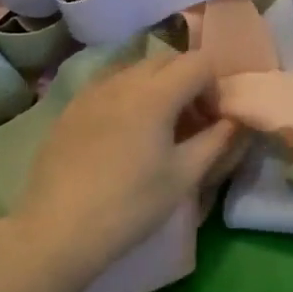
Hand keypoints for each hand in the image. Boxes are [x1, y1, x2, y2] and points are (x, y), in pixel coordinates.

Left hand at [11, 53, 243, 289]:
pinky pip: (110, 85)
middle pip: (168, 60)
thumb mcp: (184, 176)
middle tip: (192, 124)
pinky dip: (129, 97)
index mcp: (155, 92)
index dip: (215, 86)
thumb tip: (235, 120)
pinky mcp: (71, 107)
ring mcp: (92, 91)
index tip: (213, 121)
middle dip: (189, 83)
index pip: (199, 62)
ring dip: (159, 87)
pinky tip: (124, 135)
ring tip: (158, 129)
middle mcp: (123, 79)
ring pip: (137, 70)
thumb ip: (216, 141)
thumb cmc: (130, 205)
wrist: (57, 231)